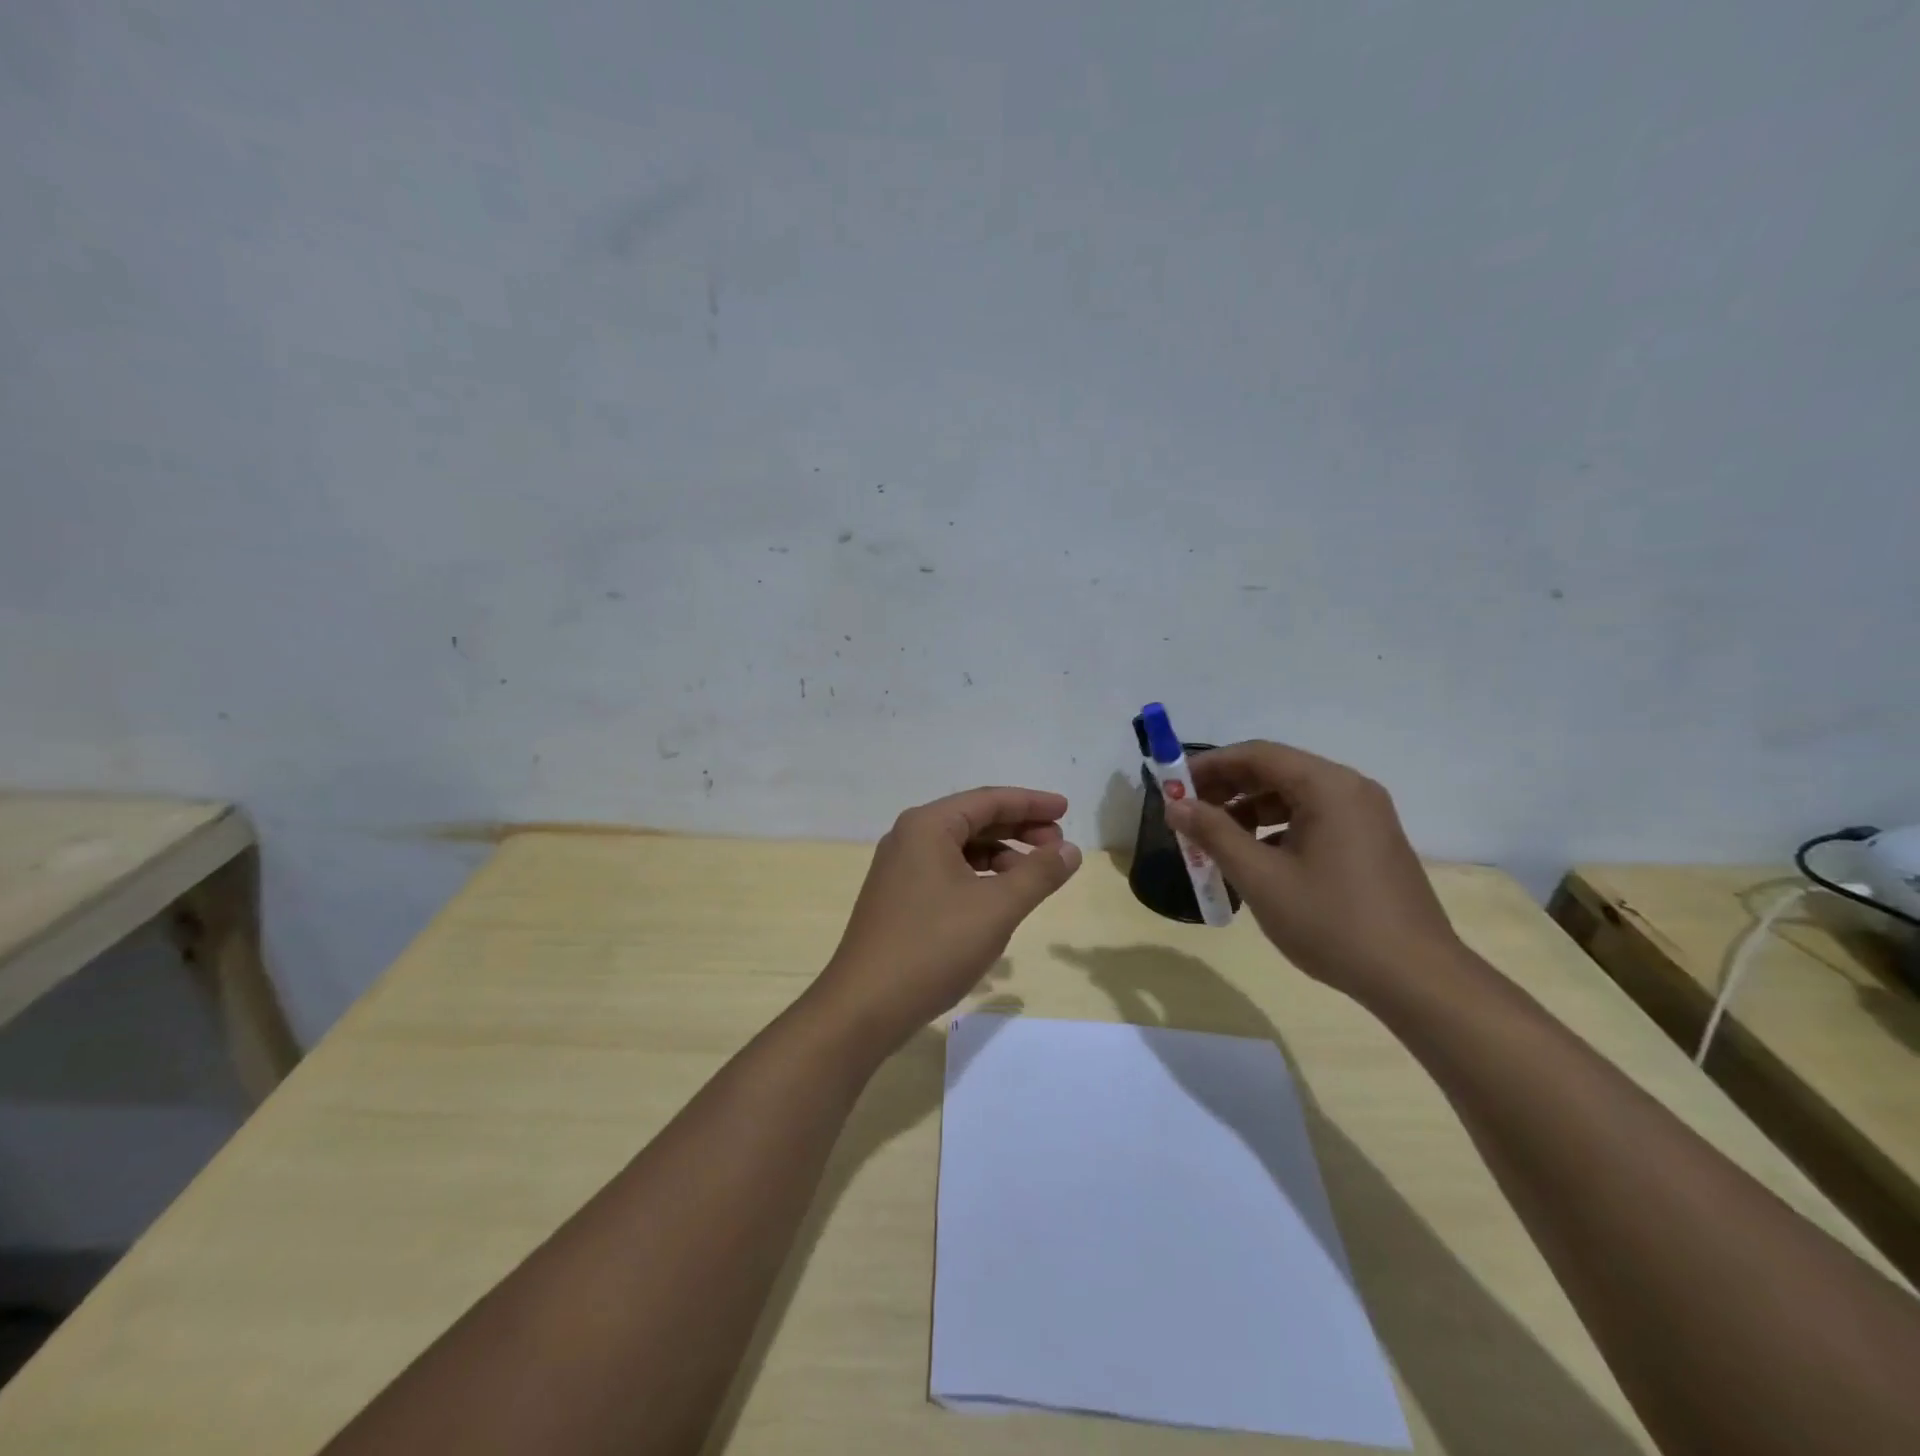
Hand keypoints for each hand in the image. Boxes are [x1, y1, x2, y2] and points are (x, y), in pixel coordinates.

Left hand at [810, 787, 1081, 1052]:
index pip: (989, 800)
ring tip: (1035, 876)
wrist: (866, 1005)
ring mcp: (900, 869)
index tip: (1066, 810)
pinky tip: (1000, 899)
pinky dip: (979, 877)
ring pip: (961, 849)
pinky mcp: (899, 897)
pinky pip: (948, 872)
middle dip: (1019, 829)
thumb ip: (1038, 874)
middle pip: (974, 820)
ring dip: (1001, 855)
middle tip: (1059, 845)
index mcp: (928, 826)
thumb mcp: (997, 908)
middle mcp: (910, 837)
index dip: (1032, 803)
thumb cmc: (934, 946)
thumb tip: (1070, 850)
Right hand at [1162, 741, 1462, 998]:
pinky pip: (1313, 818)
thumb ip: (1214, 834)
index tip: (1173, 785)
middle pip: (1276, 771)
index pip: (1257, 754)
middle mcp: (1350, 789)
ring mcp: (1366, 816)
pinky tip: (1256, 858)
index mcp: (1328, 787)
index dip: (1209, 765)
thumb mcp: (1261, 878)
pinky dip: (1277, 828)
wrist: (1416, 979)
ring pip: (1293, 796)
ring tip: (1216, 840)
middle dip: (1227, 788)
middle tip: (1188, 813)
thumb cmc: (1332, 923)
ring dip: (1249, 810)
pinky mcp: (1370, 842)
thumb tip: (1176, 806)